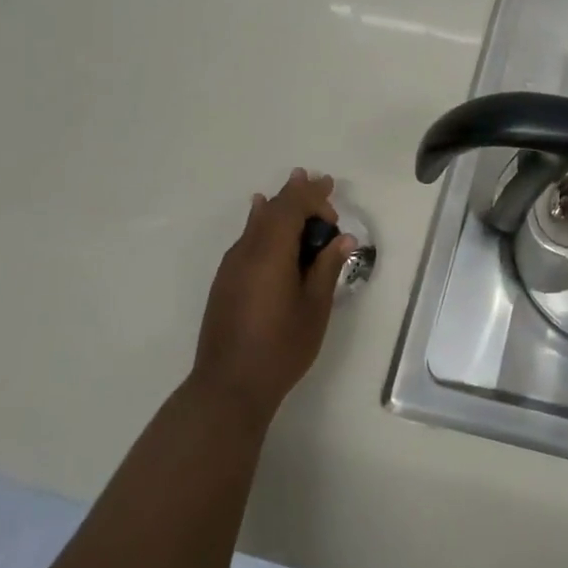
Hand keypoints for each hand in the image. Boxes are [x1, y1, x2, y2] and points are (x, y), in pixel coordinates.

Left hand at [191, 168, 356, 429]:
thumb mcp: (315, 308)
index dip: (312, 197)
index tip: (332, 197)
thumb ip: (327, 268)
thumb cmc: (280, 347)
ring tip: (293, 187)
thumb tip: (342, 239)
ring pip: (256, 222)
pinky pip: (246, 239)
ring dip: (278, 206)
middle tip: (318, 181)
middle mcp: (247, 251)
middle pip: (272, 209)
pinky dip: (262, 224)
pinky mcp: (225, 282)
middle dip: (296, 193)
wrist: (228, 386)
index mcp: (271, 253)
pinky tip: (262, 220)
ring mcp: (231, 267)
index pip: (291, 208)